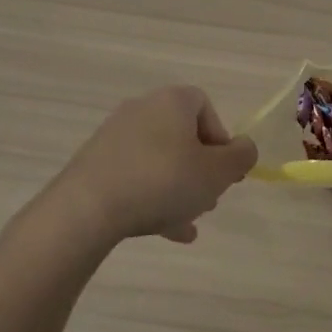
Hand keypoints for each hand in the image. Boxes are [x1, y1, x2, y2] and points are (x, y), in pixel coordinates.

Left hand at [51, 86, 256, 244]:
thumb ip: (241, 157)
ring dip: (178, 187)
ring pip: (159, 160)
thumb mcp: (217, 172)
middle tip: (208, 198)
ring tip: (189, 220)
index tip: (225, 171)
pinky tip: (166, 231)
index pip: (205, 107)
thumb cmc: (163, 181)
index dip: (221, 140)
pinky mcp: (95, 163)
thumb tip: (244, 149)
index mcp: (173, 101)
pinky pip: (135, 177)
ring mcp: (115, 136)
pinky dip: (152, 197)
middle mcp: (142, 109)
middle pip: (182, 135)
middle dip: (200, 168)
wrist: (88, 208)